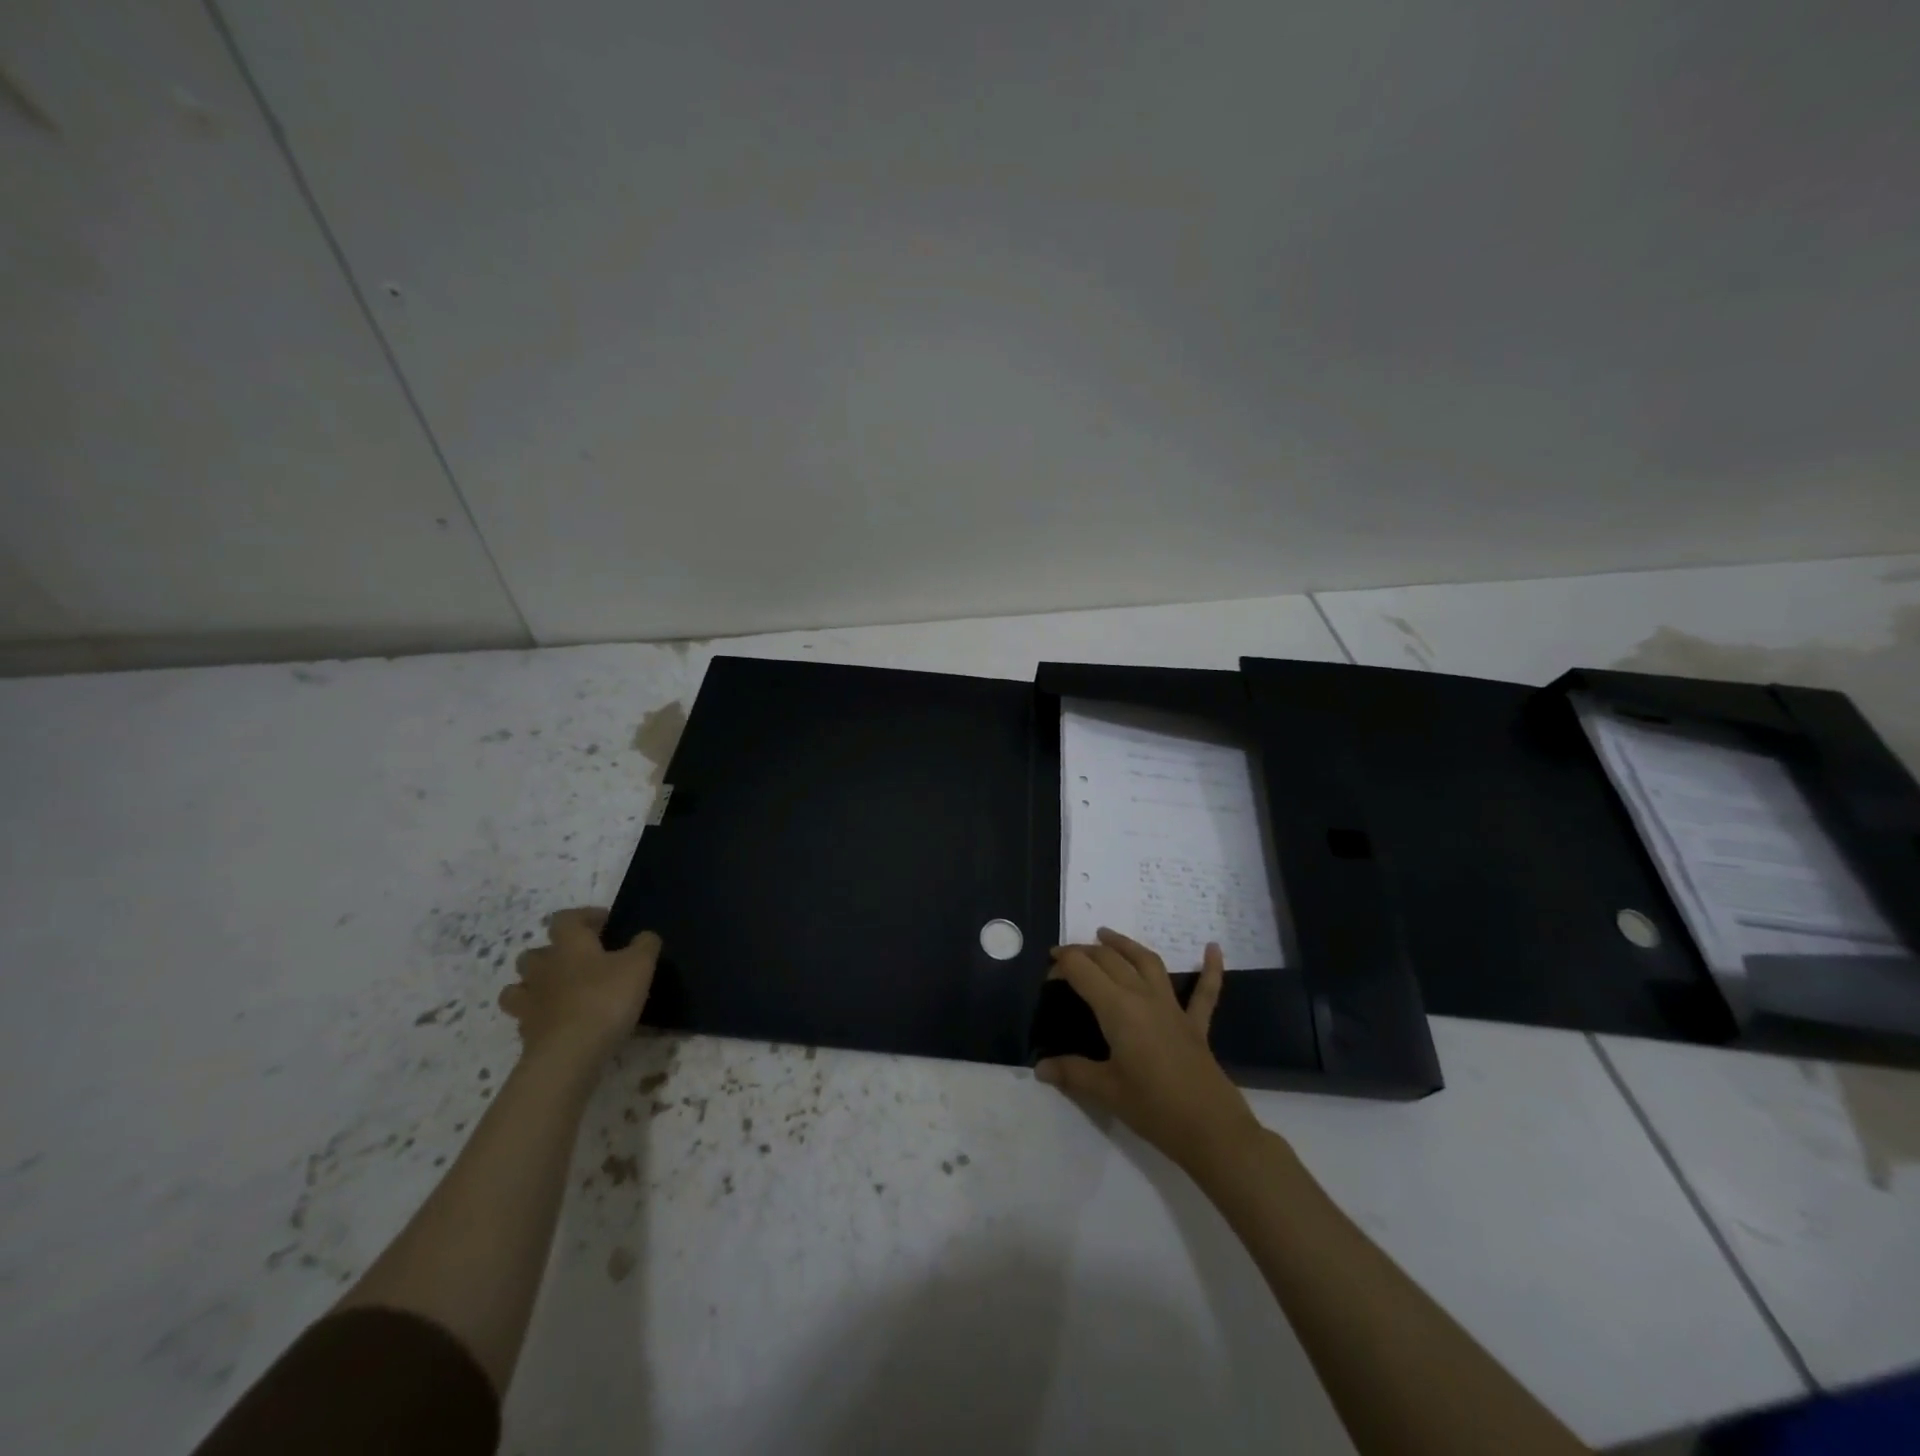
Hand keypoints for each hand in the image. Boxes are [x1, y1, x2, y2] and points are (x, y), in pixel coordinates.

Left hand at [498, 907, 659, 1067]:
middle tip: (581, 961)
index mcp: (569, 945)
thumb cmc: (606, 998)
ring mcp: (529, 1002)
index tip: (605, 925)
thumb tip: (644, 936)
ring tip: (562, 993)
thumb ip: (645, 944)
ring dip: (537, 985)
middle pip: (535, 952)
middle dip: (554, 953)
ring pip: (520, 986)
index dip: (584, 917)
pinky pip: (527, 1018)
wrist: (569, 1054)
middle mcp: (543, 968)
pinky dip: (541, 1017)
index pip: (566, 918)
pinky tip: (561, 1022)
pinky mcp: (526, 1033)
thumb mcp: (640, 965)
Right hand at [1036, 929, 1261, 1173]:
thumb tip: (1040, 1067)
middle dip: (1085, 952)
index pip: (1083, 971)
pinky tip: (1212, 948)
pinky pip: (1204, 991)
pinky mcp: (1196, 1024)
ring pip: (1148, 962)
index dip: (1062, 966)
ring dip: (1125, 945)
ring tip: (1106, 935)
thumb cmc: (1153, 1108)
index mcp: (1118, 1009)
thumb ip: (1072, 1073)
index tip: (1048, 976)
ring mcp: (1173, 1008)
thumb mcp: (1105, 1091)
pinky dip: (1209, 968)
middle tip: (1066, 958)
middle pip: (1111, 960)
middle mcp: (1144, 997)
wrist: (1211, 1130)